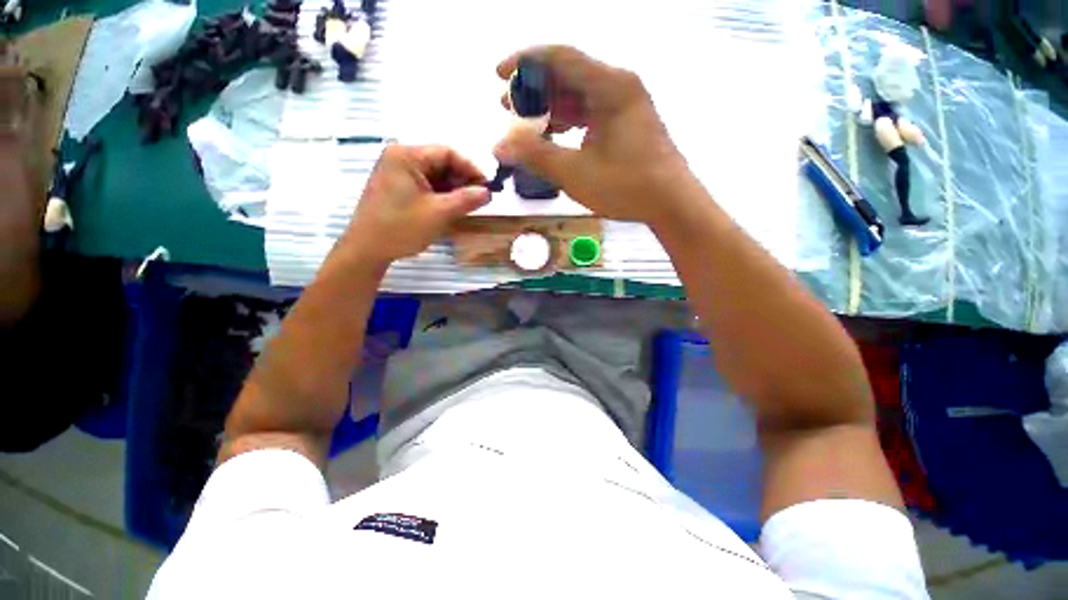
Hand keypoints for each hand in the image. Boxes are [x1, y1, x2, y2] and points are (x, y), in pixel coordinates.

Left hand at [340, 144, 489, 265]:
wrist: (367, 249)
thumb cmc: (401, 227)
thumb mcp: (439, 213)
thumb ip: (466, 200)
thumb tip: (488, 192)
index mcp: (406, 155)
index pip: (447, 153)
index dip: (471, 169)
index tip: (488, 187)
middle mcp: (400, 158)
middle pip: (441, 163)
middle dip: (463, 180)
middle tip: (480, 199)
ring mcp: (398, 173)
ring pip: (436, 175)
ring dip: (454, 190)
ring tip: (469, 206)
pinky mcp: (398, 187)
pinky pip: (426, 185)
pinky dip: (442, 195)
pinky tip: (452, 208)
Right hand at [494, 46, 691, 224]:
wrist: (671, 203)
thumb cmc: (626, 186)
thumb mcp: (575, 172)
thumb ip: (536, 156)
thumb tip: (499, 146)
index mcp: (610, 86)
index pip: (560, 57)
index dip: (524, 62)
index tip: (499, 75)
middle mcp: (619, 86)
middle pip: (568, 75)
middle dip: (534, 90)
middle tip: (507, 108)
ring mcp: (625, 105)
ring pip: (578, 96)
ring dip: (550, 108)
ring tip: (526, 126)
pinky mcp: (626, 124)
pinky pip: (590, 112)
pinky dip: (568, 122)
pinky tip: (554, 137)